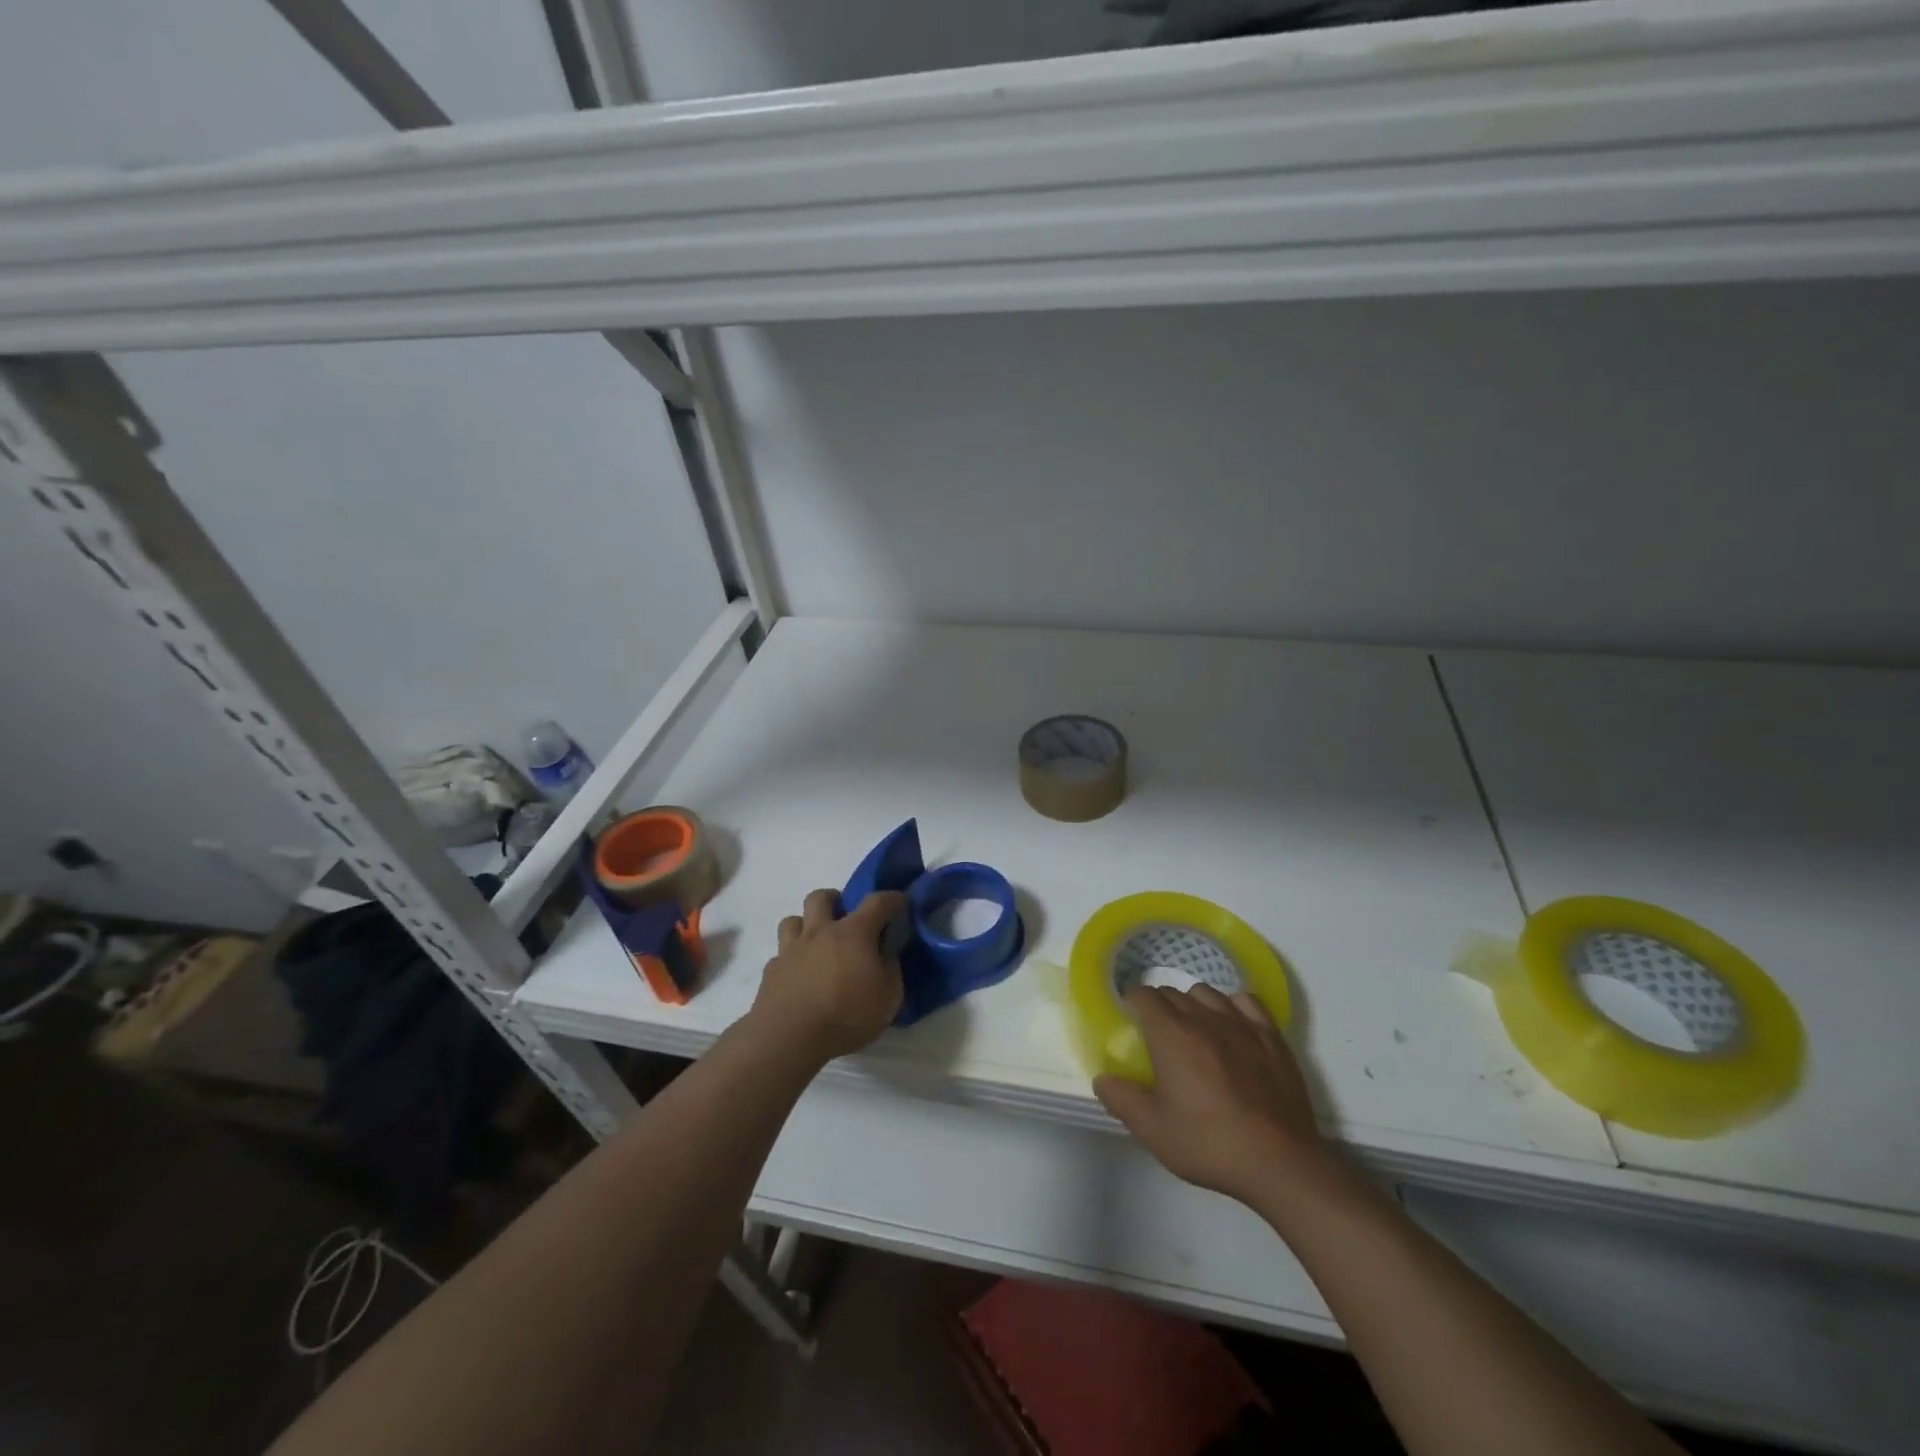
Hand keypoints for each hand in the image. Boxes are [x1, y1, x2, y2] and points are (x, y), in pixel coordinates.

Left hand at [748, 889, 906, 1066]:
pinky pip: (780, 955)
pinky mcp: (771, 972)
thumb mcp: (889, 996)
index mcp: (854, 933)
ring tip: (816, 945)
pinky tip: (798, 977)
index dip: (892, 899)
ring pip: (793, 920)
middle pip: (821, 897)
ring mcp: (791, 950)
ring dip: (805, 926)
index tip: (900, 903)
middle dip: (835, 900)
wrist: (789, 1038)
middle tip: (845, 919)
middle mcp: (820, 932)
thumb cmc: (846, 1015)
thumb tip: (886, 954)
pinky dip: (790, 960)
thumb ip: (891, 968)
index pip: (877, 902)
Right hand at [1094, 985, 1323, 1204]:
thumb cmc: (1208, 1143)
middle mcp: (1203, 1017)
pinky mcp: (1272, 1037)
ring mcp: (1241, 1024)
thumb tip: (1102, 1078)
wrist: (1279, 1161)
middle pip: (1173, 992)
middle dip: (1160, 1006)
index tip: (1130, 1022)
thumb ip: (1121, 1099)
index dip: (1132, 1003)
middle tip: (1158, 1038)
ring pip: (1208, 993)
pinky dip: (1233, 1007)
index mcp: (1170, 1033)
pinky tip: (1232, 1027)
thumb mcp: (1152, 1130)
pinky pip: (1246, 1003)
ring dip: (1194, 1004)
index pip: (1143, 995)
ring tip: (1194, 1031)